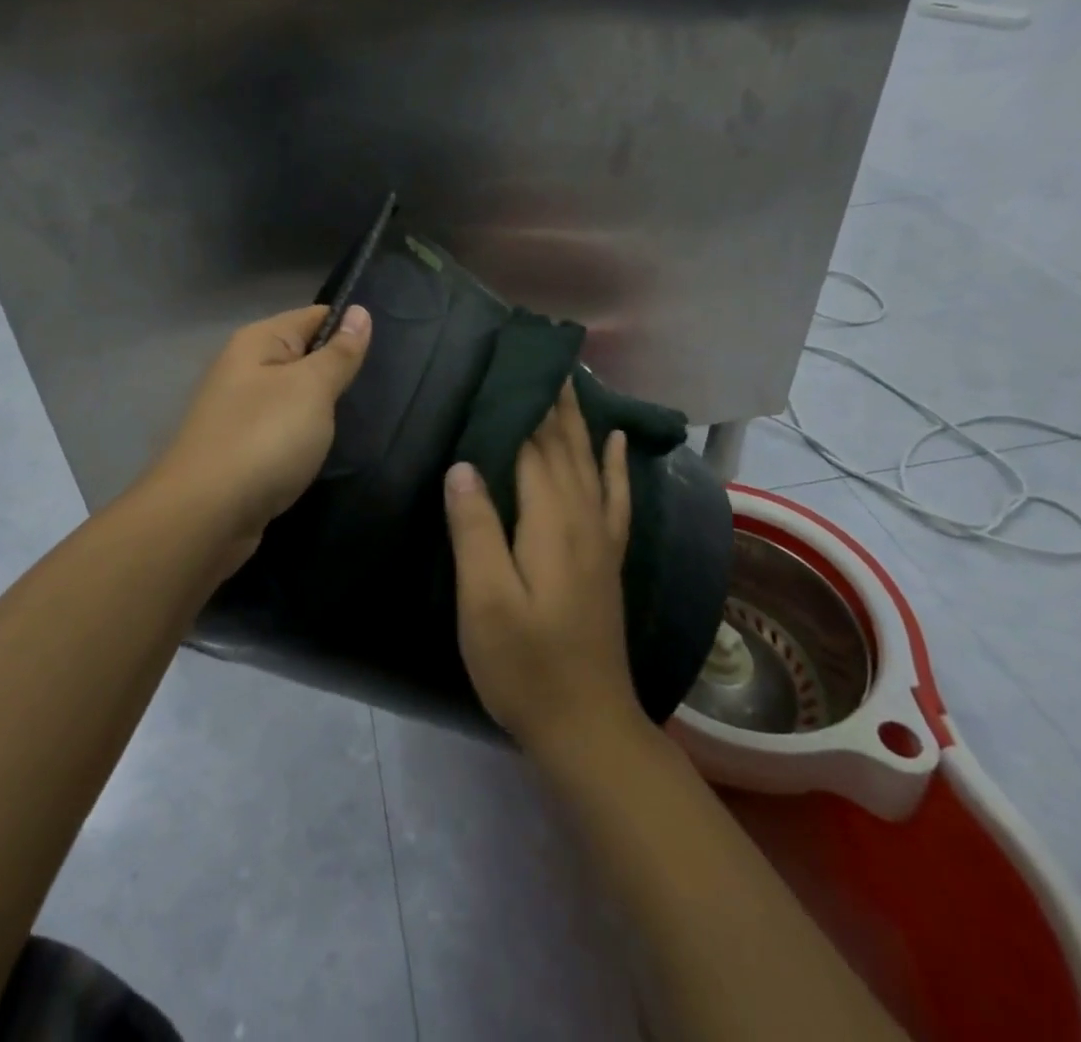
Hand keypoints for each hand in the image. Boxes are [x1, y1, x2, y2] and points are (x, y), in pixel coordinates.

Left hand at [146, 304, 371, 575]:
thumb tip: (360, 312)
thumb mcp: (311, 388)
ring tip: (368, 417)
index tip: (393, 346)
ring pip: (295, 397)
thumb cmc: (264, 438)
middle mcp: (244, 370)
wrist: (205, 516)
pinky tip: (329, 449)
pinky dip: (307, 437)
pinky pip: (284, 431)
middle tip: (388, 386)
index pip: (314, 316)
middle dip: (340, 371)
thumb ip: (338, 353)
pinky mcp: (243, 451)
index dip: (351, 326)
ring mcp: (240, 412)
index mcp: (257, 342)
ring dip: (324, 408)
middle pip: (304, 357)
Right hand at [444, 381, 642, 759]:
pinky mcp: (606, 559)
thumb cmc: (524, 665)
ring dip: (578, 419)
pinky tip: (615, 441)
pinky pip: (615, 497)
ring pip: (589, 462)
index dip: (521, 405)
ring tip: (570, 381)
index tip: (508, 362)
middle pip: (564, 446)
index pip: (533, 447)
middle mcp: (582, 519)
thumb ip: (476, 528)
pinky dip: (615, 464)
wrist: (587, 726)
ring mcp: (600, 539)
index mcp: (550, 522)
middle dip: (551, 400)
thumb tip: (465, 464)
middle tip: (537, 355)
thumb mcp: (485, 600)